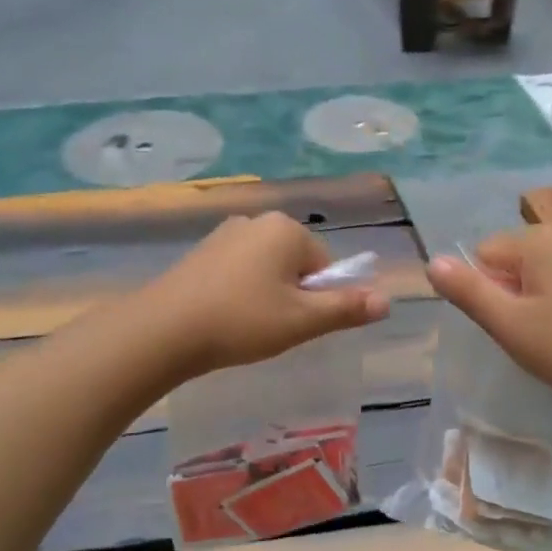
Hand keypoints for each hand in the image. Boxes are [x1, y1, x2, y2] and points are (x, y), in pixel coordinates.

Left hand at [139, 213, 388, 378]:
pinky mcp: (200, 252)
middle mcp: (256, 220)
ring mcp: (224, 233)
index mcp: (286, 228)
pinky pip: (237, 271)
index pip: (325, 264)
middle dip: (292, 295)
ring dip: (266, 295)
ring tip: (246, 327)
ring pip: (265, 268)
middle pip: (295, 263)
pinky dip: (239, 292)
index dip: (319, 298)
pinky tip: (224, 317)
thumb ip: (346, 308)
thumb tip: (387, 300)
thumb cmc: (242, 321)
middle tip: (273, 329)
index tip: (297, 325)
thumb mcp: (301, 320)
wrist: (164, 330)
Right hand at [427, 226, 551, 422]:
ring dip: (536, 298)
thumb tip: (432, 262)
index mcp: (539, 239)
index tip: (508, 324)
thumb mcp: (507, 324)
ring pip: (541, 270)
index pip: (483, 254)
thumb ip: (467, 290)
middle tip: (529, 333)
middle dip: (511, 291)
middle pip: (513, 258)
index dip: (486, 291)